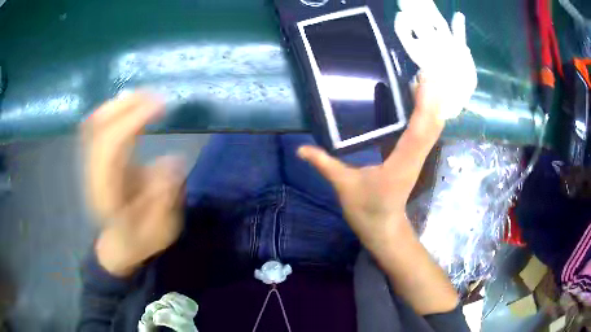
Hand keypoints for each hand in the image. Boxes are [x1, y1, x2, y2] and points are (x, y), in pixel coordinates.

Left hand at [82, 93, 184, 276]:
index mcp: (108, 193)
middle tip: (156, 95)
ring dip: (119, 103)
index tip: (161, 105)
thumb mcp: (161, 229)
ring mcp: (90, 165)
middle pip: (98, 127)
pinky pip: (96, 126)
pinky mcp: (94, 159)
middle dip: (126, 104)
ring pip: (95, 122)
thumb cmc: (141, 239)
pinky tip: (129, 104)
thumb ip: (164, 198)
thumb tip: (172, 161)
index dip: (133, 119)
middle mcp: (94, 174)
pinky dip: (112, 110)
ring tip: (145, 96)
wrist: (119, 245)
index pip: (111, 146)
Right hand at [297, 78, 443, 254]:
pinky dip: (427, 114)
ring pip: (434, 128)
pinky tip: (419, 101)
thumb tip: (301, 149)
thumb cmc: (367, 210)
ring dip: (433, 104)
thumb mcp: (344, 186)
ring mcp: (418, 157)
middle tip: (425, 72)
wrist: (384, 228)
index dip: (424, 104)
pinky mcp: (414, 156)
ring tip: (424, 80)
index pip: (419, 130)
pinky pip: (427, 132)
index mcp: (401, 162)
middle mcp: (415, 157)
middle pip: (433, 124)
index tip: (424, 80)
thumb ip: (324, 164)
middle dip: (433, 97)